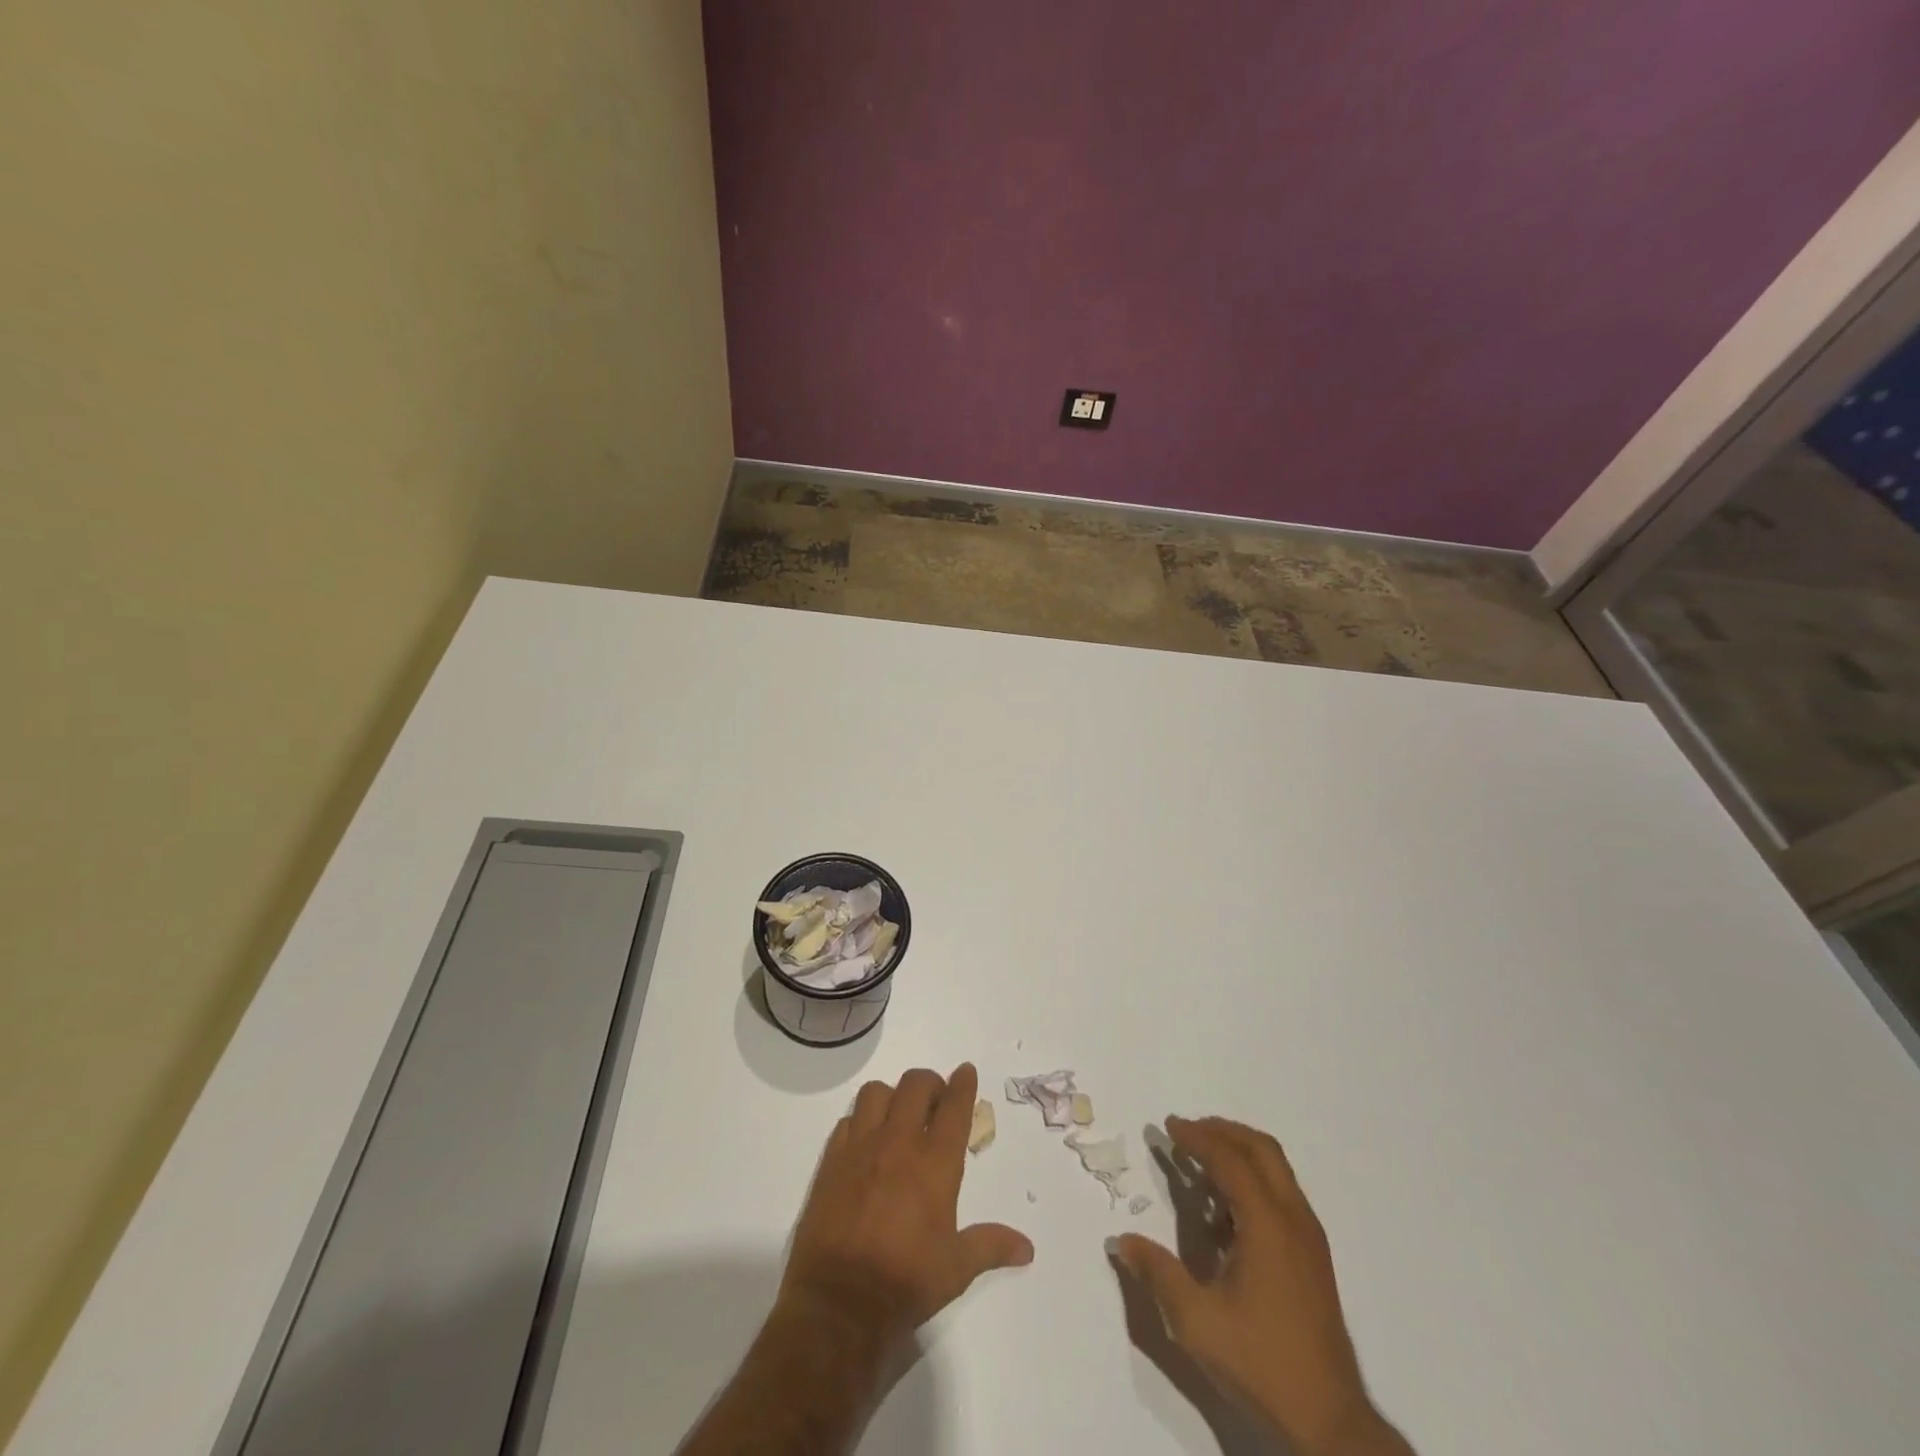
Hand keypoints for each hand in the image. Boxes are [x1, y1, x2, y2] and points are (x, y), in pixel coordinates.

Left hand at [779, 1063, 1033, 1354]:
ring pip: (877, 1092)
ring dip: (892, 1096)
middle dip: (930, 1084)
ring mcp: (861, 1147)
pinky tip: (866, 1142)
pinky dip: (860, 1121)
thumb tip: (1027, 1248)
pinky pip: (847, 1120)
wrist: (839, 1304)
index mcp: (935, 1163)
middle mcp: (899, 1142)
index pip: (954, 1106)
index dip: (963, 1083)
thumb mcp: (956, 1269)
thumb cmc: (905, 1283)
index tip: (966, 1071)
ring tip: (898, 1116)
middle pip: (916, 1084)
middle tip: (935, 1102)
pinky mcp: (832, 1159)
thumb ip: (991, 1246)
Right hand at [1112, 1117, 1408, 1455]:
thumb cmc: (1261, 1365)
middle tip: (1186, 1132)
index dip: (1196, 1137)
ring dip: (1239, 1153)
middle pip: (1261, 1149)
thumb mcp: (1196, 1322)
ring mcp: (1309, 1238)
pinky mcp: (1313, 1257)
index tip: (1168, 1127)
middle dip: (1222, 1132)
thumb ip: (1158, 1273)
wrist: (1331, 1424)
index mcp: (1267, 1224)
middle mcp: (1294, 1219)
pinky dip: (1252, 1179)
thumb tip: (1121, 1241)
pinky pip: (1282, 1193)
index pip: (1229, 1159)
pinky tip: (1225, 1209)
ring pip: (1276, 1169)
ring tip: (1201, 1161)